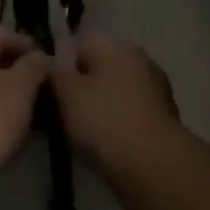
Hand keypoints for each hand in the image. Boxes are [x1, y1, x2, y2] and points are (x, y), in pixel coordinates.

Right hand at [50, 32, 180, 168]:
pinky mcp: (162, 118)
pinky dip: (114, 123)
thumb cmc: (105, 121)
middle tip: (57, 113)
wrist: (154, 167)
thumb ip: (54, 73)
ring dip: (97, 106)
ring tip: (77, 133)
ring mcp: (154, 89)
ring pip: (113, 91)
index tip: (47, 88)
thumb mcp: (66, 93)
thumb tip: (49, 62)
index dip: (60, 64)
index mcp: (116, 46)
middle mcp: (139, 59)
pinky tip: (101, 144)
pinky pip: (127, 112)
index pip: (79, 42)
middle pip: (98, 67)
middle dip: (79, 86)